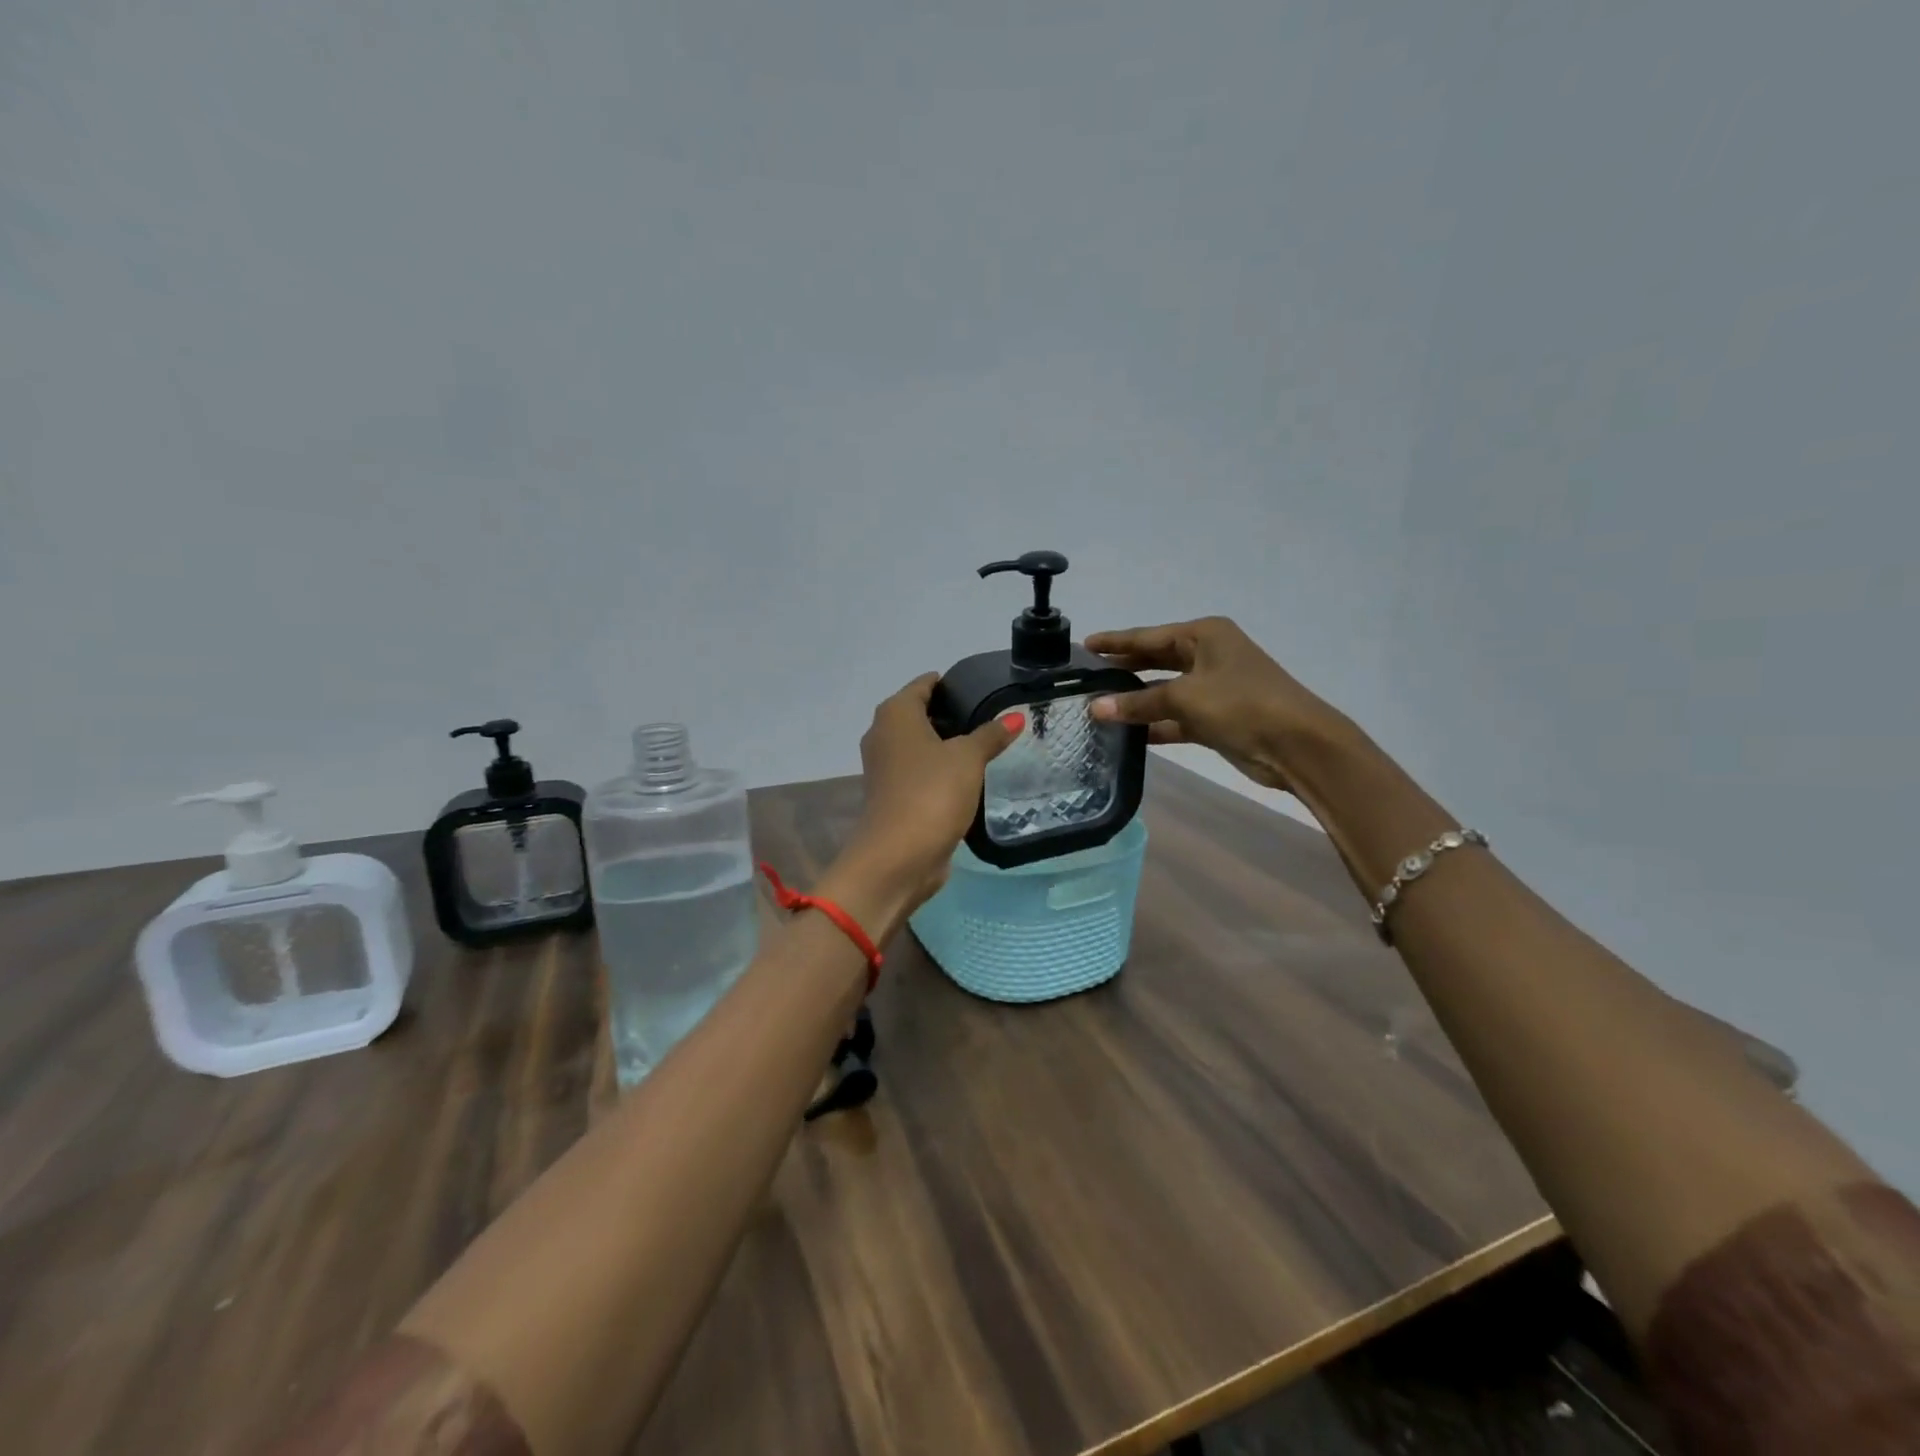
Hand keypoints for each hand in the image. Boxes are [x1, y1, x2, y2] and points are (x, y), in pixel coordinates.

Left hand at [843, 673, 1021, 914]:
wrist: (897, 857)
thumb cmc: (931, 793)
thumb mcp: (968, 759)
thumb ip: (991, 735)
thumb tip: (1015, 716)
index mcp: (895, 714)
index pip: (923, 685)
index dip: (949, 683)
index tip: (980, 687)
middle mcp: (882, 735)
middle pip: (919, 714)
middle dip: (950, 714)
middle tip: (989, 716)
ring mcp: (884, 768)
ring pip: (918, 745)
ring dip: (944, 745)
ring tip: (984, 744)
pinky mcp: (892, 796)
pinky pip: (919, 772)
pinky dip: (938, 770)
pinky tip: (966, 777)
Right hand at [1086, 617, 1347, 793]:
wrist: (1297, 744)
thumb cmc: (1241, 705)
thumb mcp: (1184, 697)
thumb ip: (1138, 702)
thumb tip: (1095, 708)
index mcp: (1203, 636)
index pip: (1148, 636)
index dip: (1116, 642)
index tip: (1085, 645)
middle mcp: (1208, 656)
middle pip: (1156, 660)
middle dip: (1124, 669)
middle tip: (1087, 676)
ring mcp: (1213, 688)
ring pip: (1164, 691)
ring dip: (1137, 701)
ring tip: (1098, 708)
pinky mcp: (1216, 718)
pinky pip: (1176, 717)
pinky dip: (1155, 724)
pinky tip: (1127, 735)